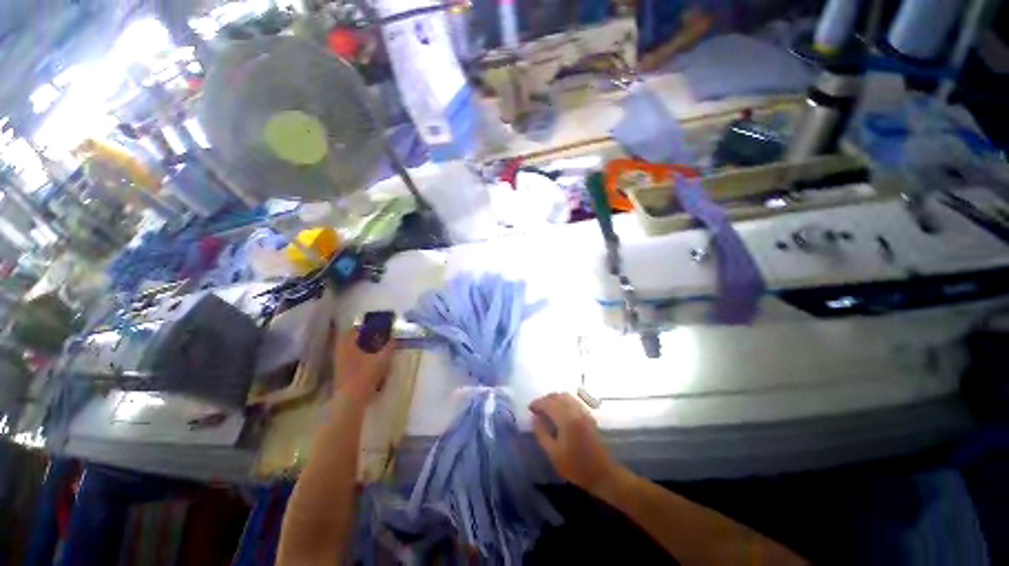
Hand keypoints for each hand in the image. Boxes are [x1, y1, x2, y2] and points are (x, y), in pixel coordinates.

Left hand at [332, 330, 395, 406]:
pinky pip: (349, 358)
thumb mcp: (382, 359)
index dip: (365, 326)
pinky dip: (358, 356)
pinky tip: (369, 361)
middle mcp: (340, 351)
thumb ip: (390, 347)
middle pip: (350, 339)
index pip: (354, 329)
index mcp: (348, 344)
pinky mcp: (340, 372)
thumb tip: (396, 338)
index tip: (376, 326)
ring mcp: (338, 362)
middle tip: (376, 336)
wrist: (351, 399)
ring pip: (349, 349)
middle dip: (363, 337)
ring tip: (374, 348)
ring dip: (360, 347)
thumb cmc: (366, 375)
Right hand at [530, 392, 621, 494]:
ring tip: (546, 409)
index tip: (529, 408)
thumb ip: (542, 433)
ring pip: (566, 396)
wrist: (602, 474)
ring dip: (554, 399)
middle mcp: (575, 411)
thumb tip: (534, 418)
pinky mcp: (588, 416)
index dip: (537, 403)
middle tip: (536, 409)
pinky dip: (564, 401)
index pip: (548, 403)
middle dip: (545, 400)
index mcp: (566, 419)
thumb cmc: (576, 467)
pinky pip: (573, 401)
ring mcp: (583, 412)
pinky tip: (559, 411)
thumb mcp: (554, 454)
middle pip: (557, 396)